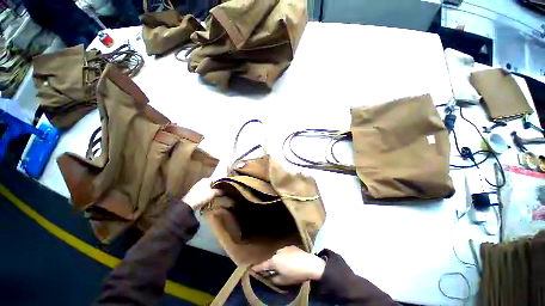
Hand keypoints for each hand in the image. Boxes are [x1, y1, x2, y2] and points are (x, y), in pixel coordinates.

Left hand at [182, 178, 222, 209]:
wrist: (188, 204)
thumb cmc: (202, 196)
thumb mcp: (213, 193)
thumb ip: (219, 191)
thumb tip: (224, 190)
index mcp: (206, 179)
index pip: (216, 179)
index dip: (220, 183)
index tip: (224, 188)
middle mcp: (201, 181)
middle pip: (211, 184)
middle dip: (216, 188)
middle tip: (221, 193)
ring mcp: (196, 187)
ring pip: (207, 189)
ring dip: (211, 192)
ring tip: (215, 197)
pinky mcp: (193, 193)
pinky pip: (203, 193)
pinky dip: (206, 195)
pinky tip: (208, 199)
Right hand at [252, 246, 325, 285]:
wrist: (309, 264)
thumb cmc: (295, 274)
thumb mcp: (283, 281)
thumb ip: (274, 279)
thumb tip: (270, 277)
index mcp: (274, 261)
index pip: (263, 265)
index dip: (257, 268)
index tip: (251, 269)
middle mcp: (278, 251)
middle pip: (272, 259)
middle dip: (272, 265)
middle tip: (274, 271)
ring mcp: (285, 247)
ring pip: (279, 255)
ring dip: (279, 260)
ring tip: (285, 266)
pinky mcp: (292, 246)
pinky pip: (285, 252)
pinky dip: (285, 256)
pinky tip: (291, 261)